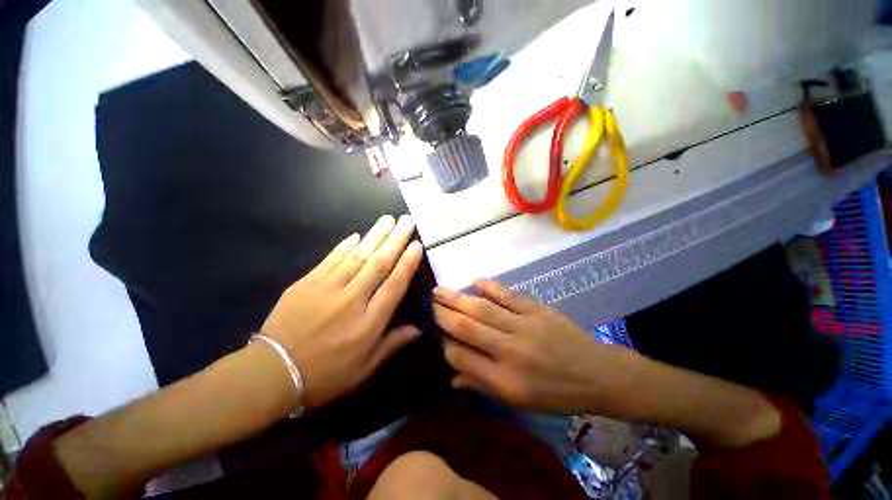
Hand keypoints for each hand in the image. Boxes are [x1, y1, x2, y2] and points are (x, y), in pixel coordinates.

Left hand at [260, 215, 423, 409]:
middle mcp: (352, 300)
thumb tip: (418, 329)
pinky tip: (356, 235)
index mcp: (369, 322)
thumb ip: (392, 344)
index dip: (407, 263)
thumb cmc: (325, 375)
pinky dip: (344, 246)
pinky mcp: (306, 284)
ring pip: (357, 256)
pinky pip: (330, 260)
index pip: (394, 285)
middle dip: (395, 240)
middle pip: (379, 264)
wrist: (272, 374)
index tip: (417, 244)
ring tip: (387, 219)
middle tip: (406, 221)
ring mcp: (327, 288)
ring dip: (374, 236)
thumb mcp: (364, 369)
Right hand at [433, 279, 635, 413]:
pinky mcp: (537, 310)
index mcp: (505, 379)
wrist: (597, 374)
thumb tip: (452, 375)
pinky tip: (475, 281)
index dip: (444, 344)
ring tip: (439, 290)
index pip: (462, 357)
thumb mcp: (518, 400)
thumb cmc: (555, 393)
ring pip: (483, 308)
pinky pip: (508, 296)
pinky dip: (490, 286)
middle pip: (468, 327)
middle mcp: (510, 350)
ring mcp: (524, 326)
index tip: (435, 333)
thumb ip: (482, 385)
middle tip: (428, 301)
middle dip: (443, 313)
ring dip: (458, 298)